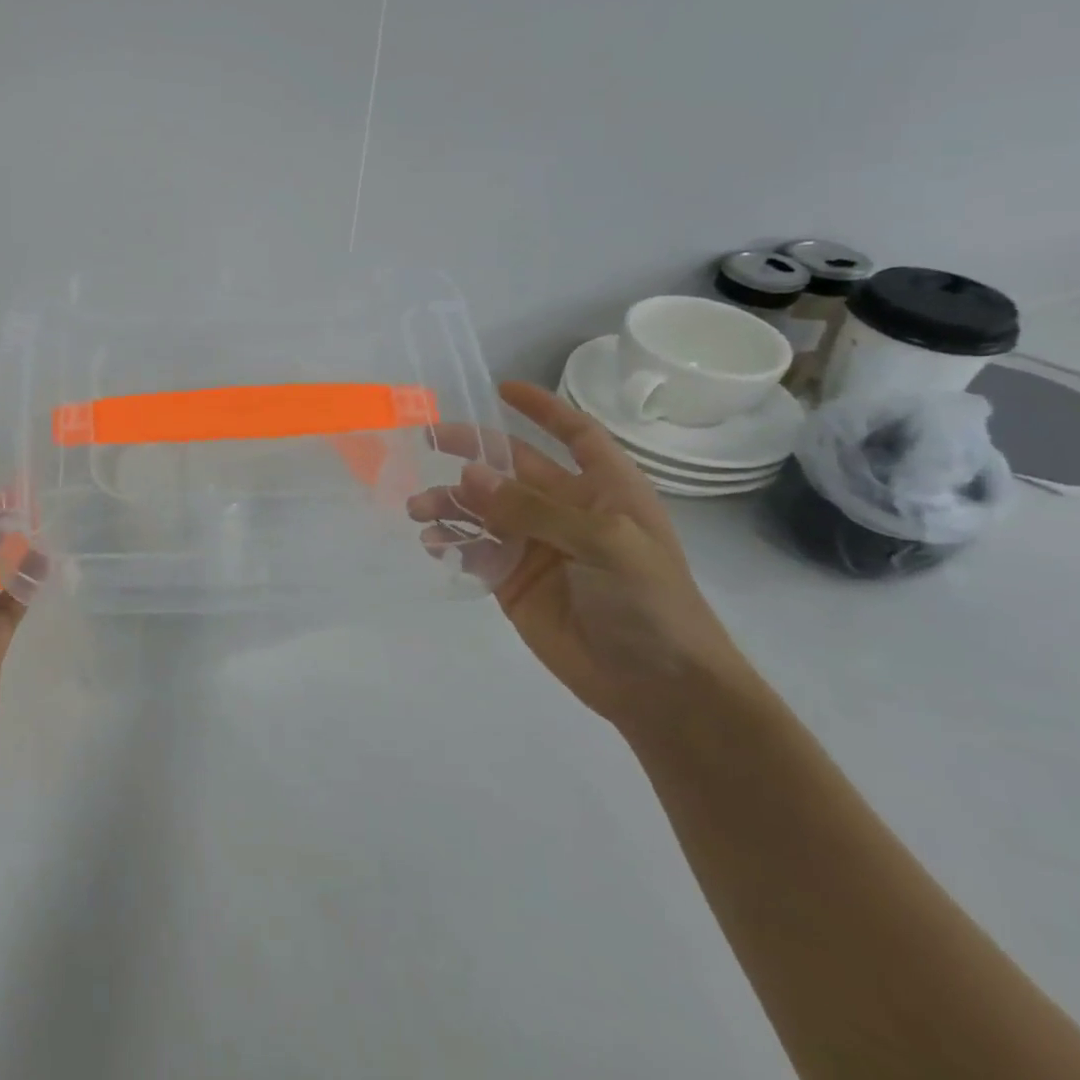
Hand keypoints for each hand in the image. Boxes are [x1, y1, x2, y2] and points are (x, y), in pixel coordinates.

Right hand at [408, 381, 751, 732]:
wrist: (660, 690)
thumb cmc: (650, 605)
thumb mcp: (604, 545)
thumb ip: (533, 508)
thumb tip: (467, 475)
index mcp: (604, 491)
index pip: (574, 435)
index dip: (542, 409)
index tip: (501, 389)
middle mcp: (566, 511)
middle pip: (511, 468)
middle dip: (469, 453)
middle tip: (425, 442)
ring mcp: (536, 546)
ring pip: (483, 508)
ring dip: (449, 502)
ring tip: (419, 509)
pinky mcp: (512, 580)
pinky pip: (473, 549)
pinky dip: (449, 540)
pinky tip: (432, 542)